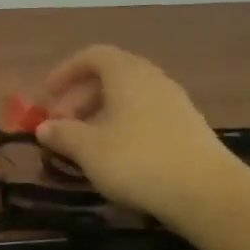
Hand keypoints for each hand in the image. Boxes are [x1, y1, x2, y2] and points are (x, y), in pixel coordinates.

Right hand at [35, 45, 244, 232]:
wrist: (205, 193)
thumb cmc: (137, 160)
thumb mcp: (88, 149)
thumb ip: (62, 134)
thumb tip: (44, 127)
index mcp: (127, 74)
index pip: (92, 56)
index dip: (65, 72)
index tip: (45, 97)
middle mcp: (152, 80)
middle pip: (109, 78)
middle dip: (78, 100)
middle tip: (59, 128)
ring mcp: (174, 104)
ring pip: (127, 100)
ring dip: (98, 117)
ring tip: (82, 146)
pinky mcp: (186, 129)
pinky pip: (143, 117)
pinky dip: (121, 129)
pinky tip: (112, 157)